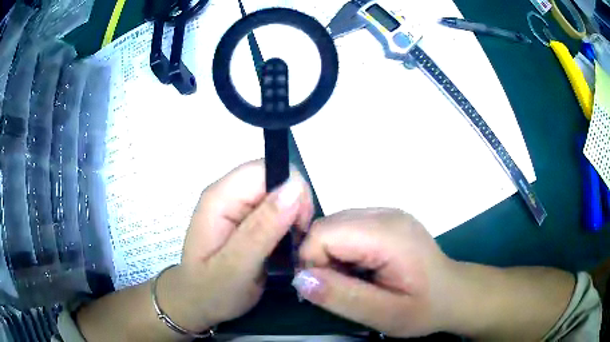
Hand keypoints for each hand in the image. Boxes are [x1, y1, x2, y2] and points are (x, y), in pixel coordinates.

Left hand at [157, 160, 313, 331]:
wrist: (196, 304)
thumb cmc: (210, 290)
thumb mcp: (237, 266)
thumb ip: (263, 228)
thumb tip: (295, 187)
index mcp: (220, 198)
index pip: (265, 170)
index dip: (291, 190)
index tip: (300, 226)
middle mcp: (228, 194)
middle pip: (276, 180)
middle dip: (295, 208)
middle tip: (294, 244)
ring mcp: (236, 206)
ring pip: (280, 196)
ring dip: (293, 220)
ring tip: (289, 250)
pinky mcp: (245, 220)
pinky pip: (277, 212)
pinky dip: (288, 228)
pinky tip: (283, 249)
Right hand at [293, 209, 455, 337]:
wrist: (453, 294)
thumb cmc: (424, 308)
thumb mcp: (385, 315)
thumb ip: (343, 297)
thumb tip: (300, 279)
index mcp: (388, 234)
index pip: (324, 233)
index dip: (312, 262)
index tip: (324, 291)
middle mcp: (386, 213)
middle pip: (327, 225)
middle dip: (320, 258)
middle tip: (339, 288)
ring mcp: (387, 213)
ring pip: (335, 225)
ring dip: (331, 254)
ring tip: (352, 280)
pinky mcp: (387, 218)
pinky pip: (348, 227)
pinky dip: (343, 249)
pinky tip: (361, 268)